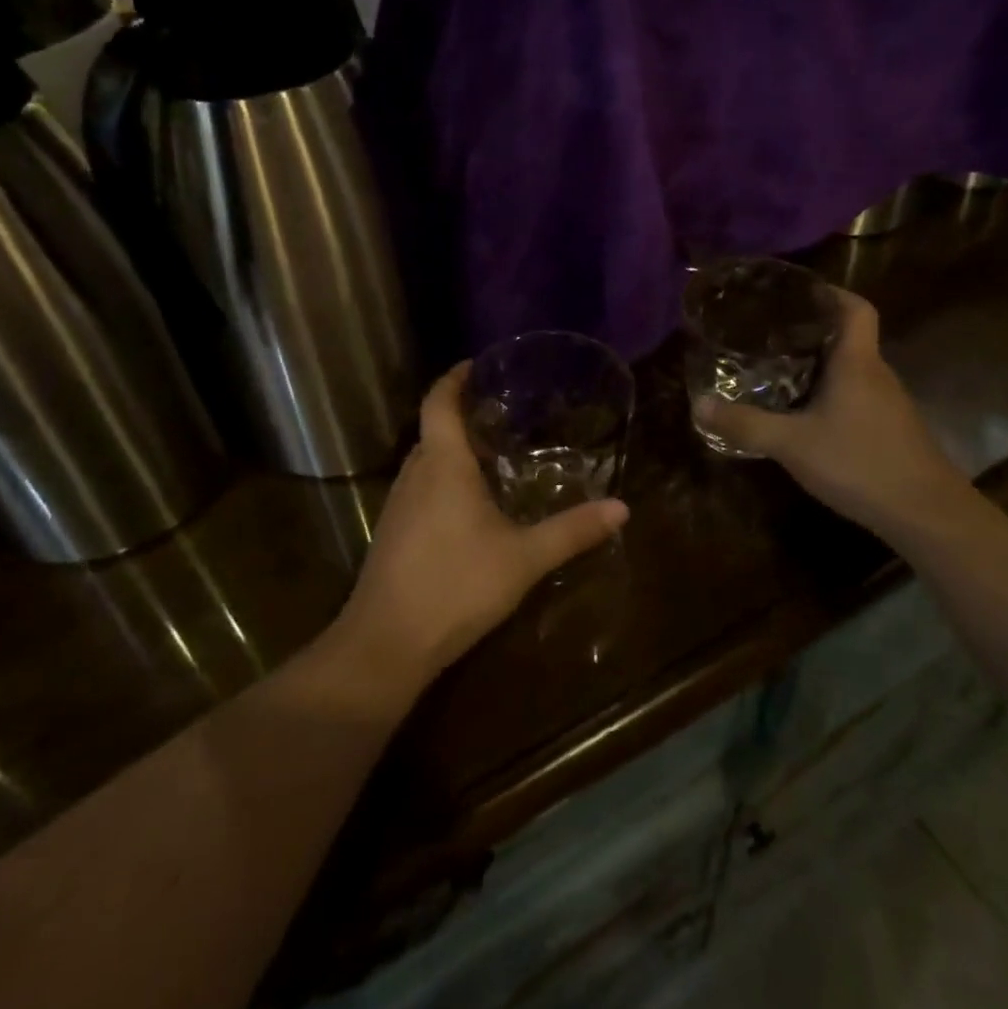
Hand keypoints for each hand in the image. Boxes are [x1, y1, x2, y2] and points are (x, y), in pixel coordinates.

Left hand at [333, 364, 627, 699]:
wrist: (385, 644)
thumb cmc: (456, 586)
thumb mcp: (524, 559)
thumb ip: (572, 531)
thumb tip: (622, 508)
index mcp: (443, 465)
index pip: (440, 401)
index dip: (455, 377)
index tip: (478, 364)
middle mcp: (415, 474)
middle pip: (434, 428)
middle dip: (464, 414)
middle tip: (505, 411)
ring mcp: (398, 504)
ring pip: (427, 460)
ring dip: (454, 448)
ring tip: (494, 453)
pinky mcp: (393, 532)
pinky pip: (420, 486)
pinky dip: (444, 478)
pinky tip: (470, 505)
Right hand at [693, 288, 971, 541]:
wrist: (926, 514)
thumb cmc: (860, 463)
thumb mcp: (792, 444)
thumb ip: (746, 424)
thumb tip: (698, 404)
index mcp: (857, 362)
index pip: (856, 308)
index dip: (832, 293)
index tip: (800, 293)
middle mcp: (877, 374)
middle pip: (849, 337)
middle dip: (813, 331)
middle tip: (770, 333)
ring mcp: (889, 404)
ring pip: (852, 370)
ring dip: (821, 365)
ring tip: (780, 369)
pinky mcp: (891, 430)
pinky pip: (857, 396)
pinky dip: (832, 394)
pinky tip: (807, 416)